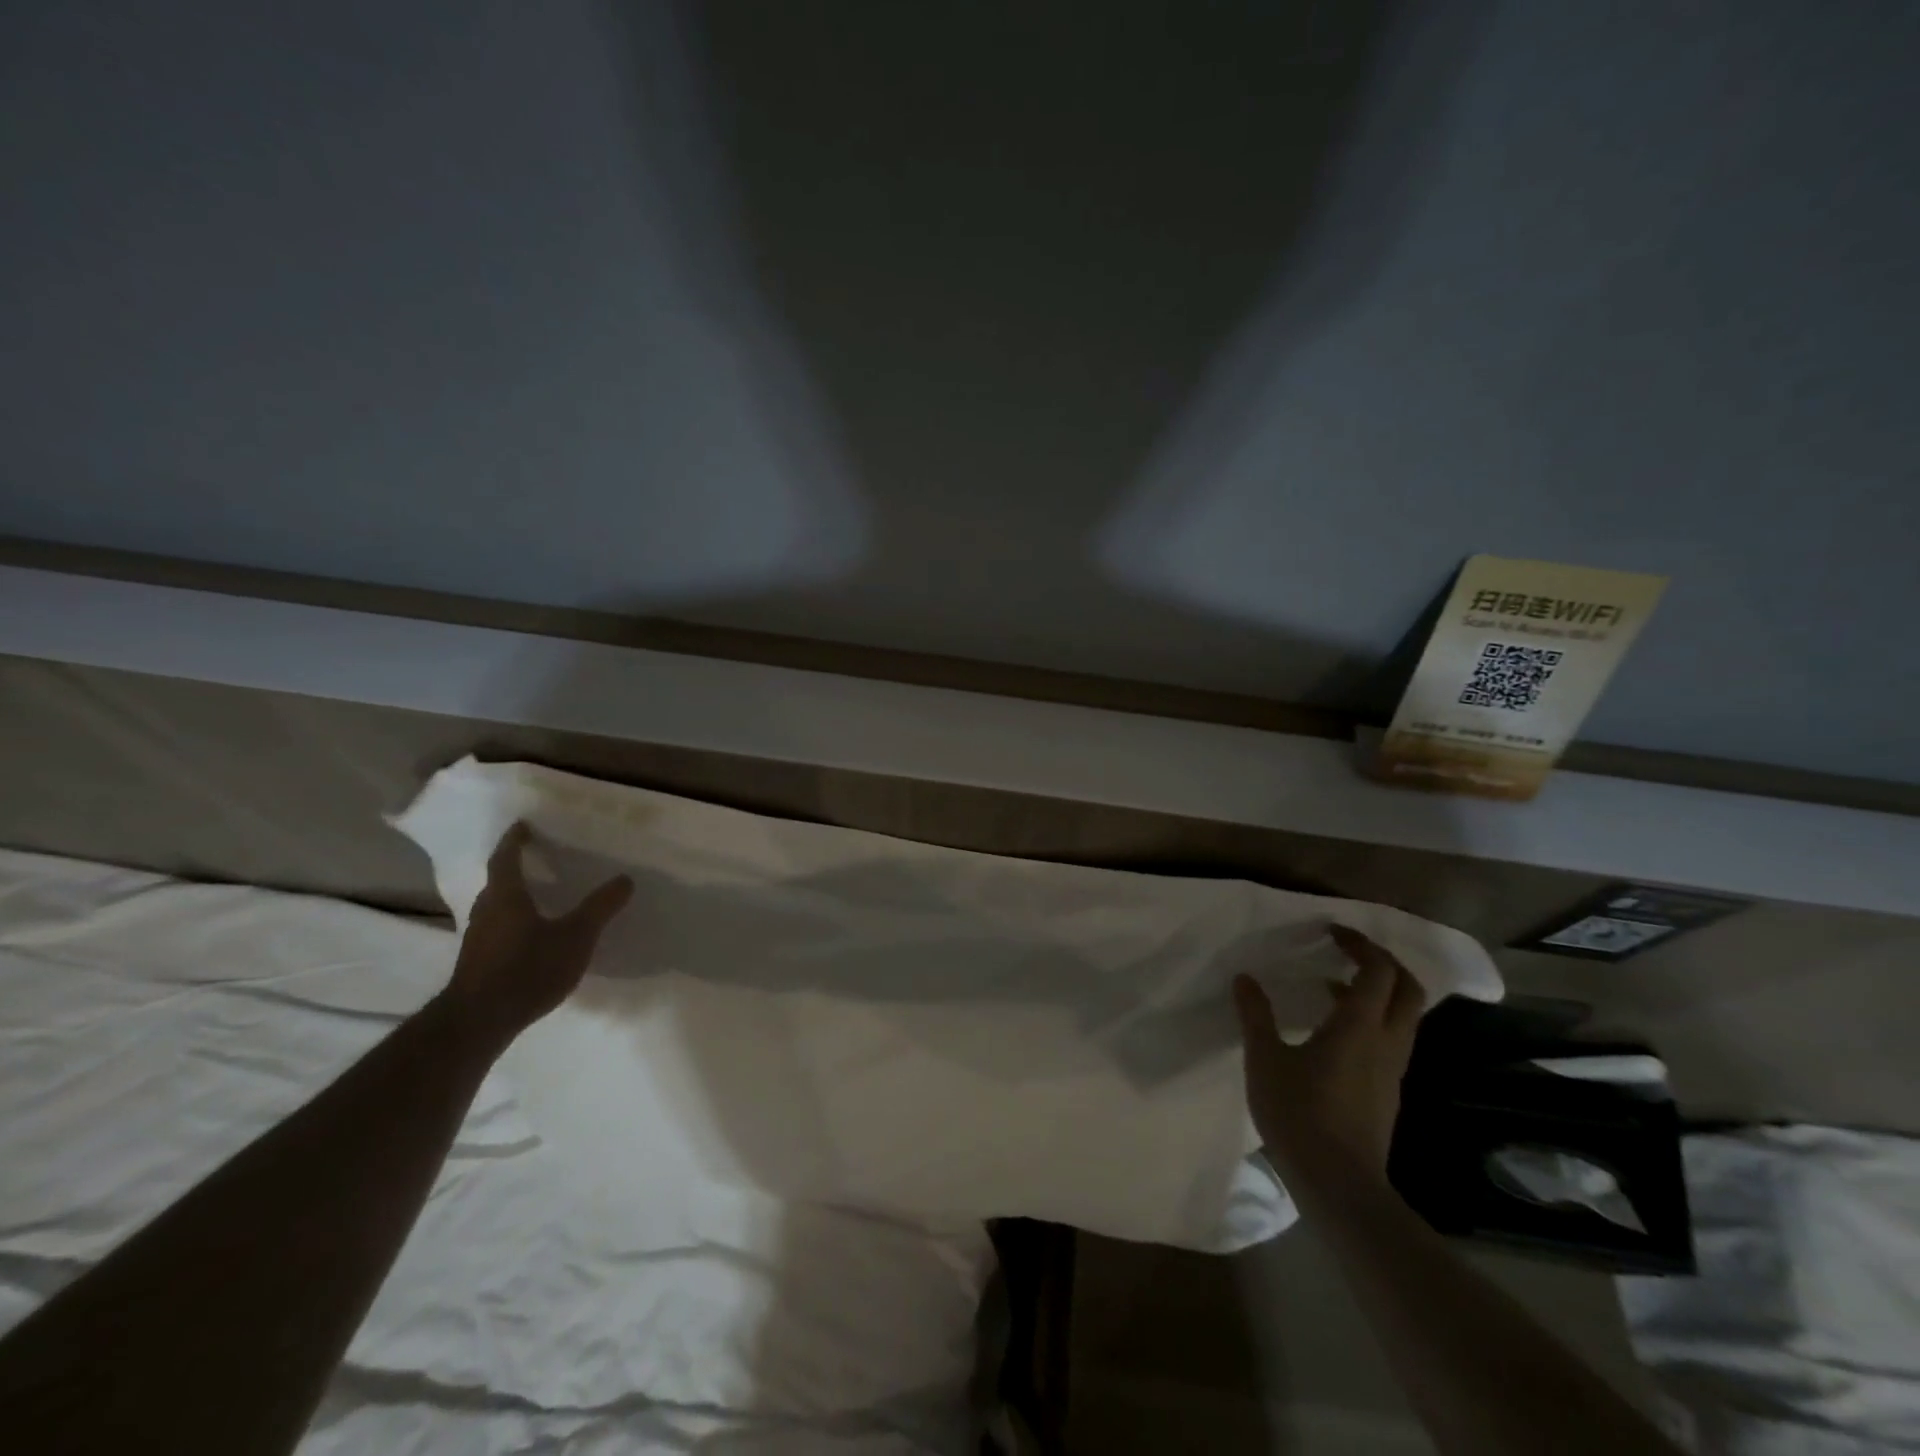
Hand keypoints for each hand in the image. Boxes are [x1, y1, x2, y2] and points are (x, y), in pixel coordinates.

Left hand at [436, 823, 632, 1049]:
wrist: (480, 1021)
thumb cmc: (528, 968)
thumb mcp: (576, 936)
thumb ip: (600, 907)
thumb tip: (625, 879)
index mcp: (506, 896)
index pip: (506, 858)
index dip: (515, 841)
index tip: (523, 826)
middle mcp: (486, 911)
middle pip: (497, 882)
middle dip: (513, 868)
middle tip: (535, 859)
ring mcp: (478, 939)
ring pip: (495, 908)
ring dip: (512, 897)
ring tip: (536, 896)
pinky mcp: (477, 963)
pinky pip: (496, 930)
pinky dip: (511, 923)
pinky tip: (529, 936)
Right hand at [1234, 925, 1425, 1188]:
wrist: (1339, 1184)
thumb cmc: (1300, 1113)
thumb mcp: (1265, 1058)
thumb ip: (1256, 1015)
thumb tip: (1245, 978)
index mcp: (1360, 1026)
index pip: (1377, 970)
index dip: (1360, 944)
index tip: (1332, 932)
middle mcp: (1387, 1042)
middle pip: (1408, 989)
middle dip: (1383, 963)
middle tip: (1348, 952)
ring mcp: (1392, 1070)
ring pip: (1404, 1017)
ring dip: (1380, 992)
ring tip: (1335, 986)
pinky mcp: (1388, 1092)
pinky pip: (1392, 1040)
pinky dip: (1373, 1020)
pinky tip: (1335, 1032)